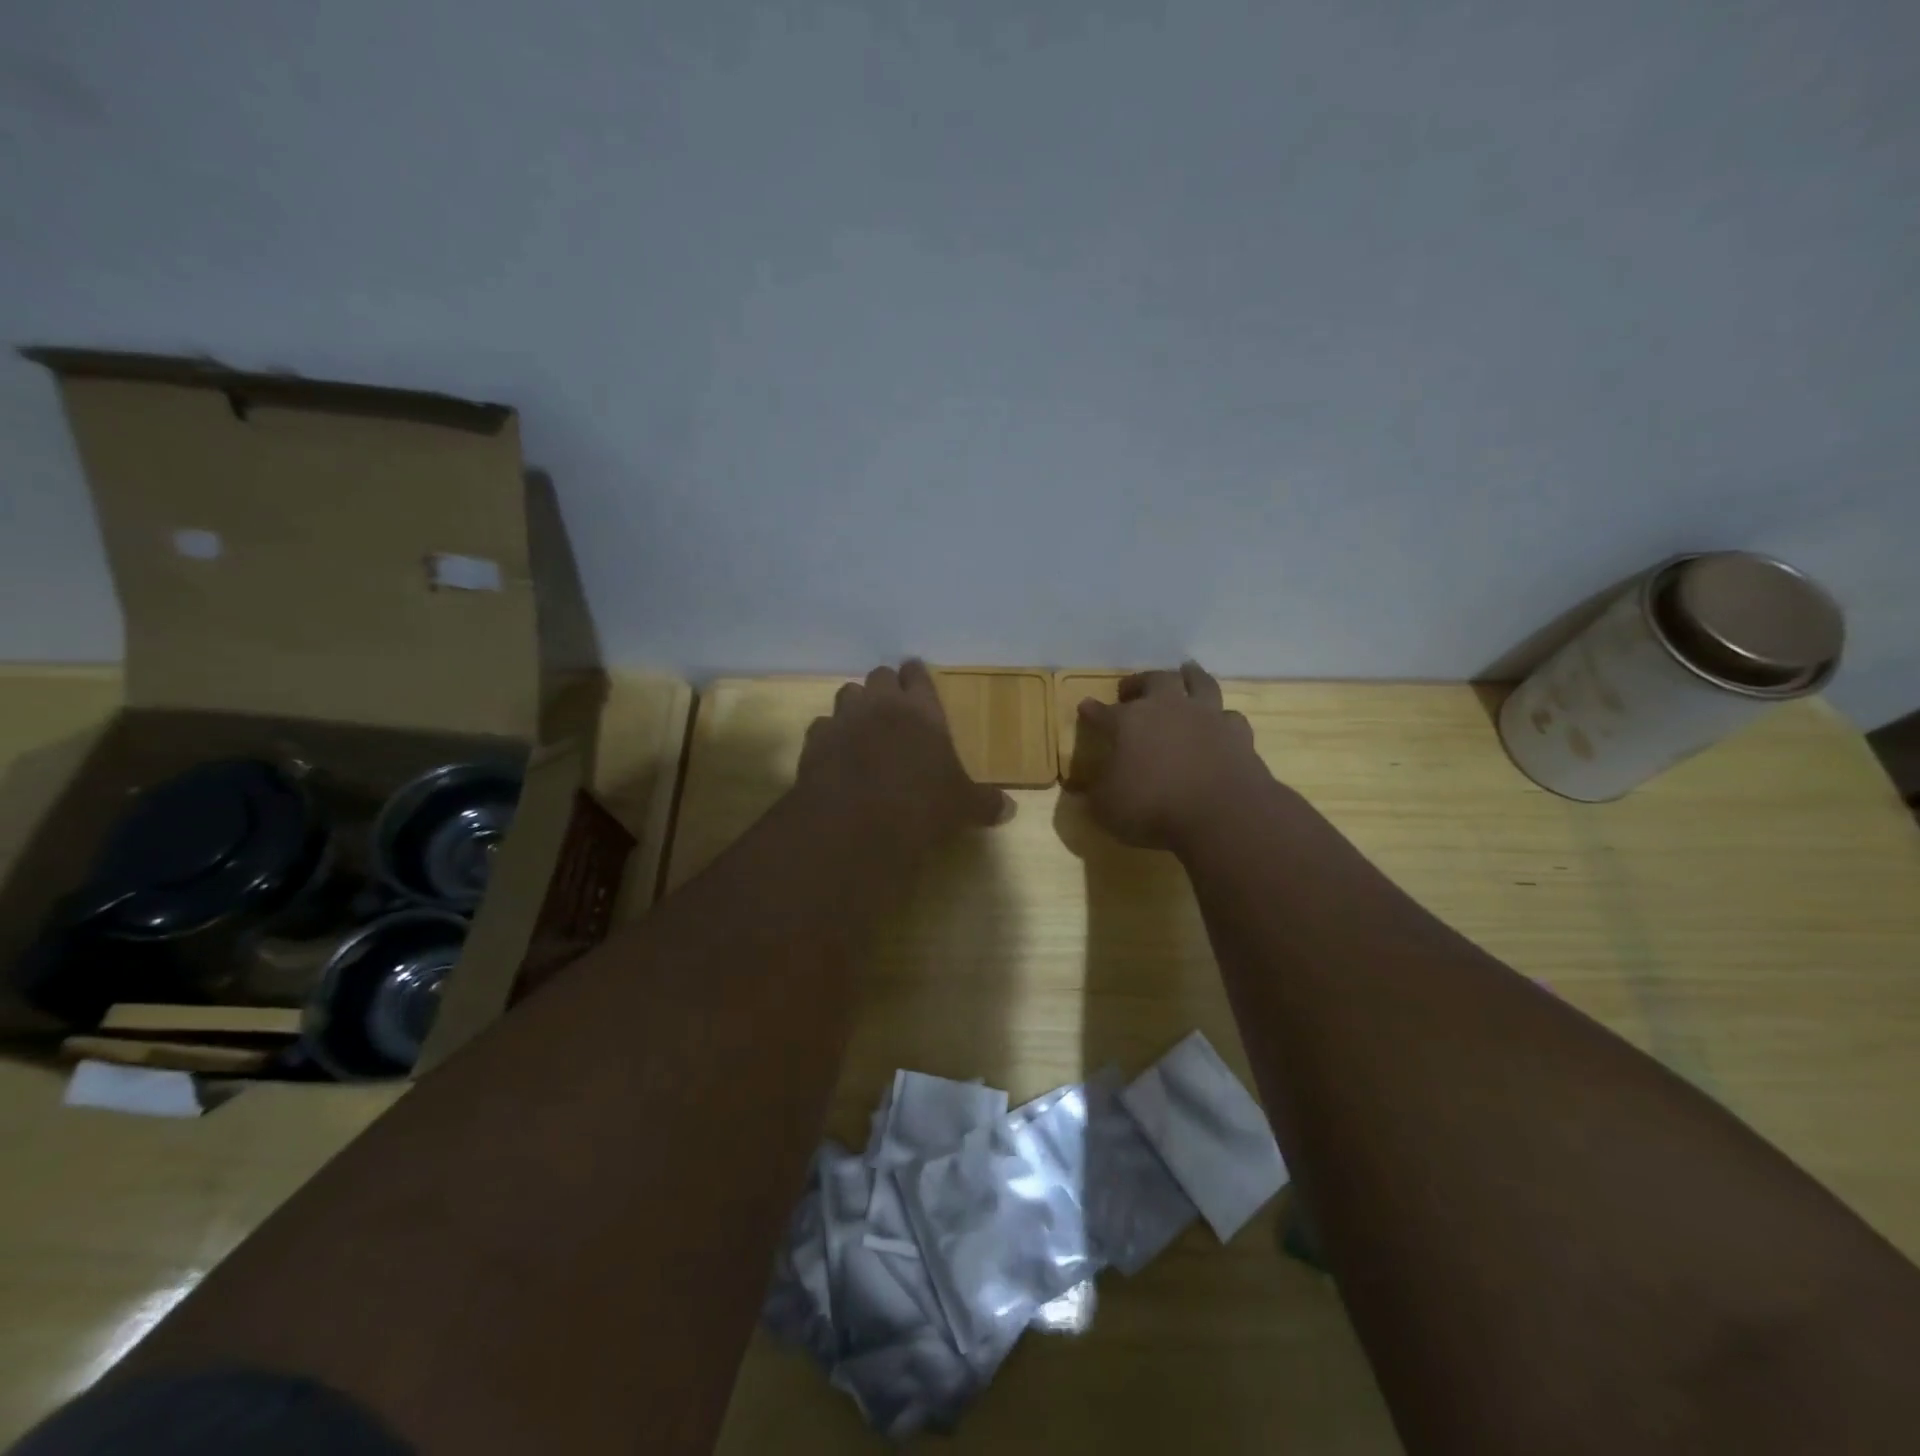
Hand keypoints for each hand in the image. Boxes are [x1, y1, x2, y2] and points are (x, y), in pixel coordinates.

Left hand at [797, 661, 1014, 849]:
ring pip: (847, 693)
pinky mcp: (815, 741)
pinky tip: (835, 752)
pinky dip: (829, 735)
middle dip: (886, 686)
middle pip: (880, 676)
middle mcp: (881, 704)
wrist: (855, 822)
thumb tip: (1009, 810)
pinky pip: (822, 726)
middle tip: (893, 703)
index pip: (918, 675)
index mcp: (922, 710)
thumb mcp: (961, 806)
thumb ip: (984, 802)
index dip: (917, 674)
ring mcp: (844, 719)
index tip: (916, 674)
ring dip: (857, 704)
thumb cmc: (920, 805)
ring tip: (863, 724)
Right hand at [1071, 662, 1275, 850]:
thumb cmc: (1153, 808)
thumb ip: (1095, 796)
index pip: (1103, 712)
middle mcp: (1168, 709)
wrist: (1222, 814)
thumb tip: (1084, 792)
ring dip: (1190, 676)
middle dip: (1140, 682)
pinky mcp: (1238, 734)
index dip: (1092, 710)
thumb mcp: (1107, 809)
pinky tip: (1220, 721)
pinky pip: (1229, 716)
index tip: (1085, 707)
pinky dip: (1222, 717)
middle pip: (1154, 680)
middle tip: (1131, 688)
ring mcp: (1207, 717)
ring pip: (1199, 683)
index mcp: (1129, 722)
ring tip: (1186, 672)